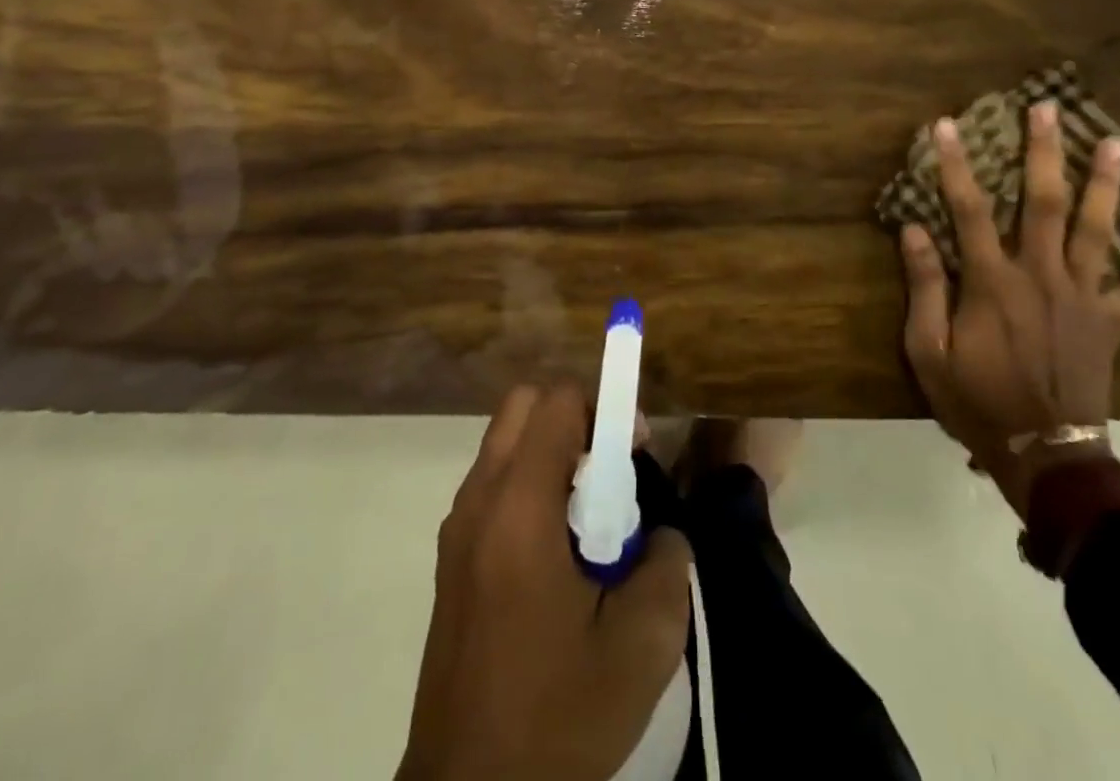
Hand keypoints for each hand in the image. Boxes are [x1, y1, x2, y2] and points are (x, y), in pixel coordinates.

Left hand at [398, 384, 692, 780]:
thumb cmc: (556, 717)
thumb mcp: (642, 648)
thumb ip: (667, 563)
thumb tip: (660, 531)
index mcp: (519, 509)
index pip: (557, 402)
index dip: (604, 408)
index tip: (635, 450)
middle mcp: (479, 500)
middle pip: (524, 405)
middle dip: (575, 419)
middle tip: (612, 472)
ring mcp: (458, 527)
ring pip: (506, 441)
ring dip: (552, 452)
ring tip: (590, 517)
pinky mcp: (452, 556)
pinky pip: (494, 482)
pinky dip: (530, 484)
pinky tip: (559, 553)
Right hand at [899, 101, 1119, 481]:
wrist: (1044, 454)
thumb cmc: (976, 400)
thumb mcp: (929, 349)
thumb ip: (923, 287)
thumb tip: (914, 229)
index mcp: (993, 282)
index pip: (970, 209)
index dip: (956, 164)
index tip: (947, 125)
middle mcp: (1042, 277)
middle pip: (1045, 203)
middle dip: (1045, 152)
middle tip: (1048, 108)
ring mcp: (1084, 299)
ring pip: (1098, 232)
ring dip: (1105, 186)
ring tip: (1112, 144)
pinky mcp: (1111, 325)